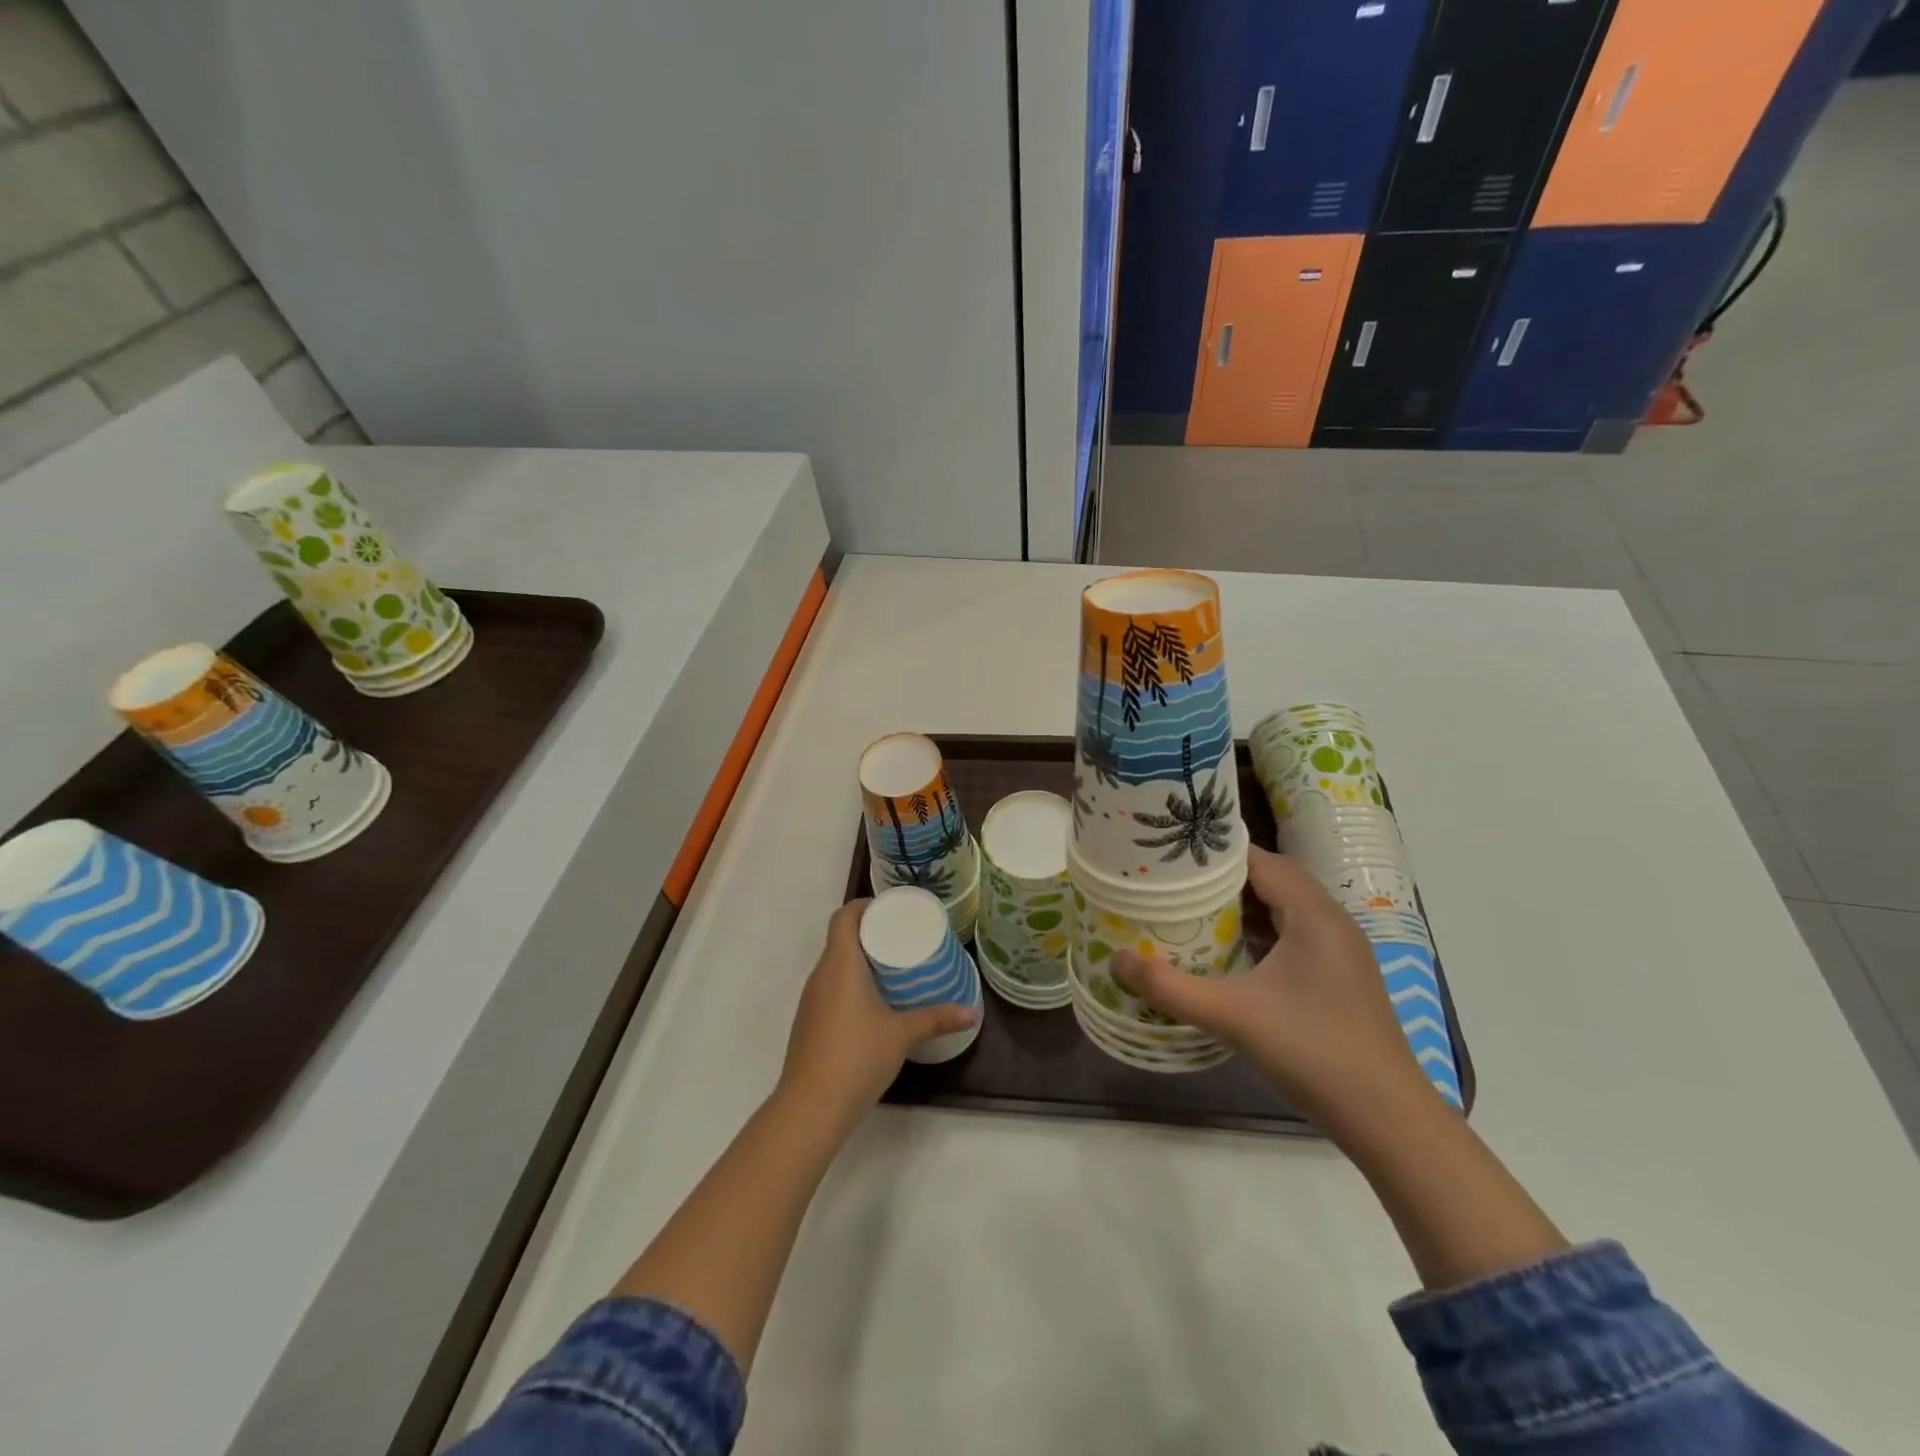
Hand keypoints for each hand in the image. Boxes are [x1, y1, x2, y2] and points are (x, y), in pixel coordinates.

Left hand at [778, 900, 978, 1129]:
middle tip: (903, 936)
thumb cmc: (857, 1058)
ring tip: (893, 964)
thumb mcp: (902, 1035)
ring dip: (860, 957)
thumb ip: (937, 1019)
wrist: (810, 1109)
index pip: (844, 916)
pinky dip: (851, 981)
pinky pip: (831, 987)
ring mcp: (811, 1000)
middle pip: (840, 937)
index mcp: (840, 964)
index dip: (865, 905)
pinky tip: (874, 1000)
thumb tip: (973, 1012)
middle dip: (870, 931)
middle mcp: (820, 975)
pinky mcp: (809, 1022)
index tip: (892, 910)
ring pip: (835, 964)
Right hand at [1112, 845, 1439, 1132]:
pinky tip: (1228, 953)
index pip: (1260, 860)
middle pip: (1271, 880)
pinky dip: (1259, 933)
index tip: (1171, 854)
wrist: (1388, 1120)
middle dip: (1222, 878)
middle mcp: (1331, 922)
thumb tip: (1115, 960)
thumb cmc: (1313, 1052)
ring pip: (1283, 909)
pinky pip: (1293, 936)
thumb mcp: (1232, 1016)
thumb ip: (1171, 987)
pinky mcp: (1339, 978)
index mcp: (1314, 914)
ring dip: (1241, 907)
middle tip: (1172, 881)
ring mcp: (1340, 952)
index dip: (1217, 853)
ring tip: (1191, 909)